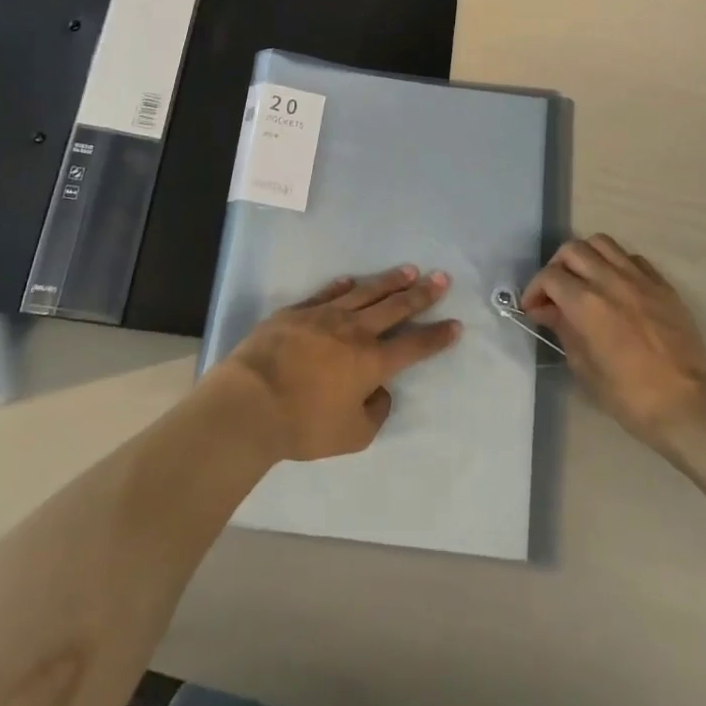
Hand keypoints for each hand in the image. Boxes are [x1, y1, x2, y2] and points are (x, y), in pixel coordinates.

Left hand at [217, 266, 460, 462]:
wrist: (250, 402)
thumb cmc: (303, 424)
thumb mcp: (352, 436)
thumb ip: (375, 413)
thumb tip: (380, 391)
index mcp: (372, 361)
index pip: (415, 345)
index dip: (437, 335)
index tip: (455, 324)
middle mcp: (354, 331)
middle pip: (395, 307)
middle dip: (422, 293)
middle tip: (441, 278)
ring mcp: (324, 316)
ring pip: (364, 292)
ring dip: (389, 281)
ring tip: (409, 270)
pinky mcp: (296, 312)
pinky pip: (326, 293)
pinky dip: (342, 286)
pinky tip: (351, 280)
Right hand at [522, 236, 705, 453]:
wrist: (689, 405)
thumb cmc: (630, 396)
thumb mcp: (585, 368)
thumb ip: (564, 330)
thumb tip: (548, 311)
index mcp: (587, 303)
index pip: (550, 277)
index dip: (535, 290)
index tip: (534, 309)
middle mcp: (610, 280)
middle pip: (573, 250)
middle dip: (556, 267)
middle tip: (555, 292)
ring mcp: (640, 279)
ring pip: (602, 243)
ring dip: (585, 256)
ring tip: (584, 280)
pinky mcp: (663, 285)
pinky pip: (632, 258)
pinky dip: (616, 264)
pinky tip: (616, 286)